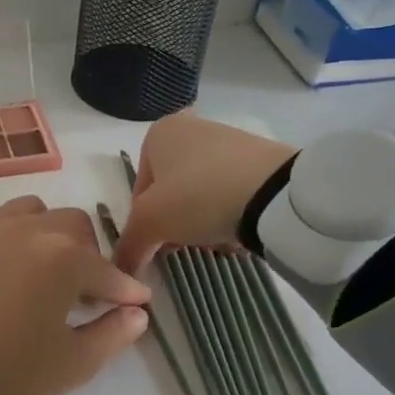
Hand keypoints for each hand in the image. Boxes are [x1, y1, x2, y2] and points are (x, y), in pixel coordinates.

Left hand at [0, 196, 150, 394]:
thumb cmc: (8, 369)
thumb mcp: (73, 364)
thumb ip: (114, 334)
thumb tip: (137, 311)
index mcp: (67, 258)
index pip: (111, 272)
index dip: (127, 292)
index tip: (134, 305)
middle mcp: (33, 228)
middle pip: (77, 228)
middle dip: (89, 257)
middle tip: (81, 294)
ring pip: (36, 212)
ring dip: (49, 236)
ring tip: (40, 270)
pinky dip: (8, 229)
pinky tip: (3, 258)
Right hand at [113, 112, 297, 272]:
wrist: (274, 192)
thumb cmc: (197, 196)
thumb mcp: (150, 223)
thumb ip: (129, 244)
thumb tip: (120, 267)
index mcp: (159, 133)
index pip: (140, 189)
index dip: (145, 222)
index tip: (160, 244)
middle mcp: (191, 127)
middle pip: (171, 191)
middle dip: (176, 223)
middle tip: (187, 245)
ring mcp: (229, 140)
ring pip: (201, 194)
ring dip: (202, 222)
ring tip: (217, 241)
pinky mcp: (260, 158)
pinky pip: (232, 192)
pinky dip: (230, 214)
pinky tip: (239, 232)